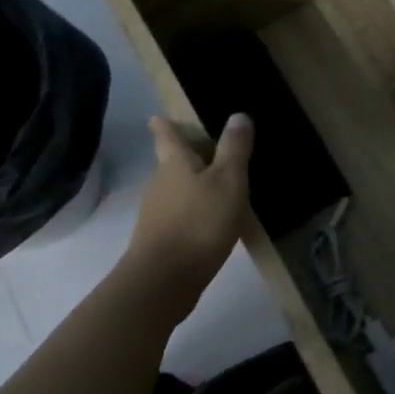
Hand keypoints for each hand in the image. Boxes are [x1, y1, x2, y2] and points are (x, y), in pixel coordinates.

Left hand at [122, 113, 253, 313]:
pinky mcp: (160, 239)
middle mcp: (159, 183)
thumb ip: (234, 149)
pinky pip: (178, 215)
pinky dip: (192, 211)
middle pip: (170, 162)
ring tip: (215, 185)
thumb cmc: (200, 221)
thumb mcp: (228, 181)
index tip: (158, 116)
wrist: (165, 279)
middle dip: (184, 155)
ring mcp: (156, 213)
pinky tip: (209, 221)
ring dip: (191, 185)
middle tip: (205, 149)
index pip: (166, 136)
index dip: (164, 124)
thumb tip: (238, 114)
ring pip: (174, 190)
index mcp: (175, 163)